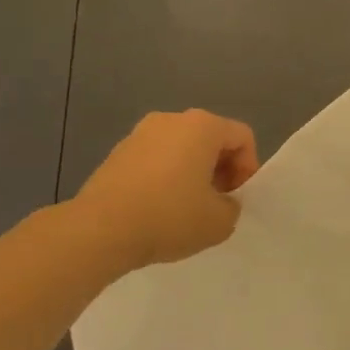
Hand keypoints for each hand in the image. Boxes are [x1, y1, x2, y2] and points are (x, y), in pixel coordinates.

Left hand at [73, 110, 259, 271]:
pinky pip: (155, 159)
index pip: (242, 137)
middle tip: (217, 204)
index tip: (237, 198)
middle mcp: (171, 119)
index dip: (248, 168)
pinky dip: (165, 177)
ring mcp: (140, 134)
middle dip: (220, 169)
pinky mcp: (117, 152)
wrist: (100, 229)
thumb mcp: (220, 222)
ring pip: (181, 149)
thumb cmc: (169, 217)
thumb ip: (232, 207)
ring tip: (187, 209)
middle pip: (210, 139)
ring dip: (192, 173)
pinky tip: (158, 209)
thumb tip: (221, 202)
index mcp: (202, 126)